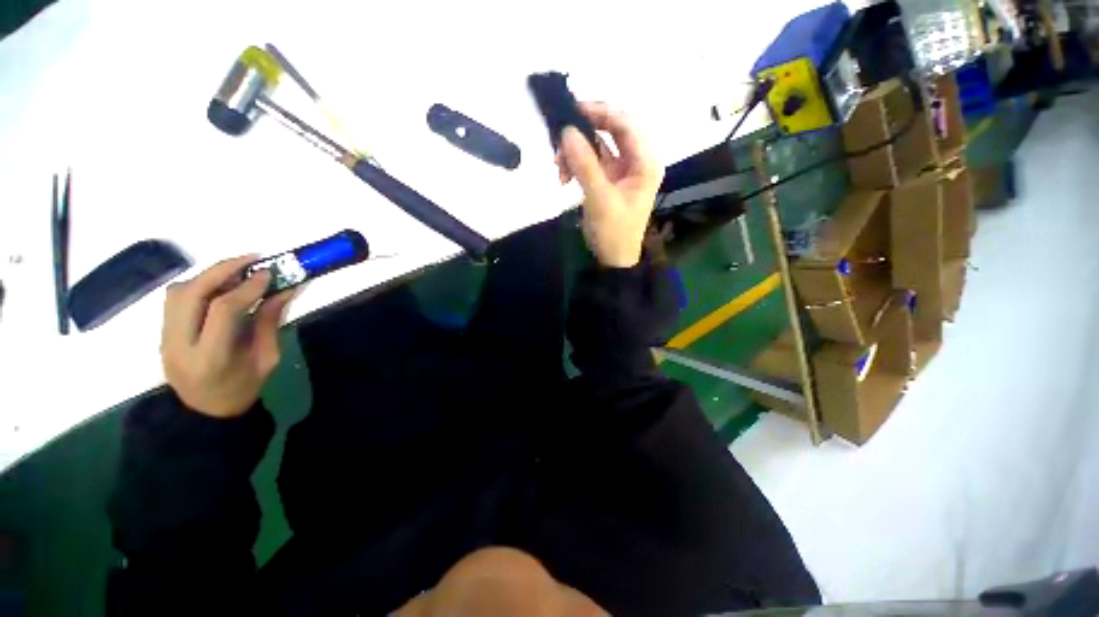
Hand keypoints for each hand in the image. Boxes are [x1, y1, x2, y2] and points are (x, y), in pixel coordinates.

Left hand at [160, 255, 296, 417]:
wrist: (205, 412)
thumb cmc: (243, 388)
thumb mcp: (267, 358)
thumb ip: (271, 322)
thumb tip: (285, 289)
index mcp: (211, 357)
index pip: (222, 310)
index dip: (247, 287)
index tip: (270, 273)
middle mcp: (180, 344)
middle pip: (191, 293)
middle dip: (222, 269)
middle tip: (252, 259)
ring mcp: (165, 338)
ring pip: (178, 292)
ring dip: (209, 275)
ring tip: (238, 271)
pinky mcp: (162, 332)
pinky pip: (176, 299)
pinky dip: (199, 285)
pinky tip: (219, 286)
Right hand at [556, 102, 663, 267]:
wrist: (613, 259)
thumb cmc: (613, 232)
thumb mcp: (600, 199)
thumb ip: (585, 164)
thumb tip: (567, 132)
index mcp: (645, 162)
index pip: (627, 124)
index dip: (601, 112)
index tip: (573, 110)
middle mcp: (637, 161)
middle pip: (612, 130)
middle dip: (584, 133)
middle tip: (560, 137)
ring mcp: (622, 170)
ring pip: (598, 146)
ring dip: (576, 152)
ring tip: (558, 168)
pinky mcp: (609, 180)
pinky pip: (592, 162)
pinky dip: (576, 165)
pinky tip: (563, 177)